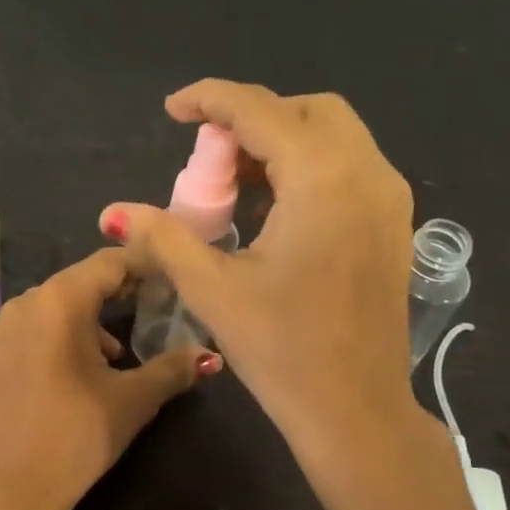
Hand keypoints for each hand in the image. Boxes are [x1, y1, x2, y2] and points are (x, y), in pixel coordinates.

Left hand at [0, 248, 218, 509]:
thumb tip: (207, 356)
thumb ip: (173, 369)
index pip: (108, 263)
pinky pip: (28, 334)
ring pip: (51, 310)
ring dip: (86, 322)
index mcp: (58, 302)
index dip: (142, 266)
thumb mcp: (133, 400)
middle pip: (77, 284)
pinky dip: (56, 341)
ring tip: (114, 354)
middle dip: (116, 294)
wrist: (8, 490)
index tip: (170, 276)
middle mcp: (22, 305)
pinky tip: (72, 376)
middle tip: (151, 309)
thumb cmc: (77, 434)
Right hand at [99, 80, 418, 461]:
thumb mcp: (213, 289)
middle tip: (209, 160)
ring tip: (236, 186)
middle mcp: (368, 172)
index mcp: (323, 178)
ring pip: (334, 137)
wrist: (356, 410)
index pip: (259, 110)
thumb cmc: (283, 351)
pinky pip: (350, 168)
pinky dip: (309, 169)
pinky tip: (274, 212)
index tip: (172, 110)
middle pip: (306, 111)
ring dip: (282, 144)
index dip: (209, 99)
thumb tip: (115, 213)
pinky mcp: (394, 224)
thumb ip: (163, 238)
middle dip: (252, 120)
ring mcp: (390, 198)